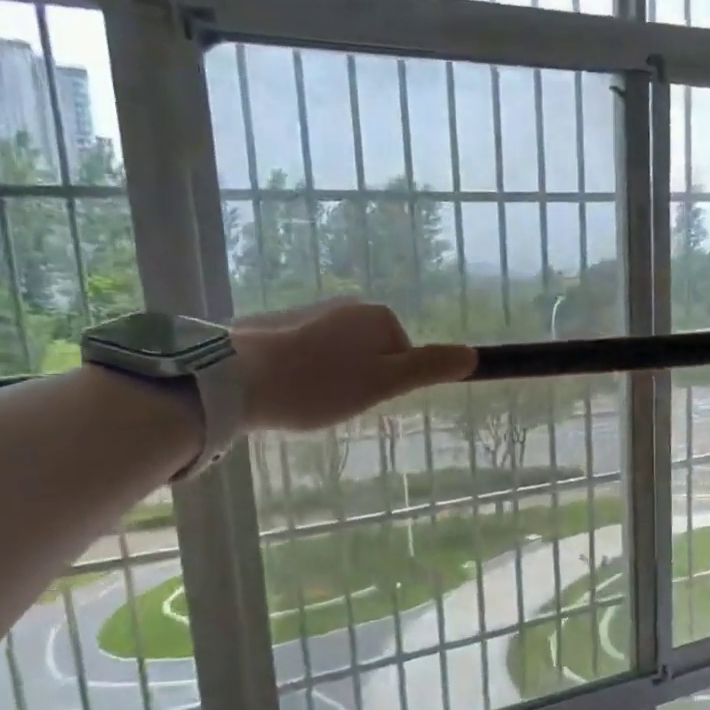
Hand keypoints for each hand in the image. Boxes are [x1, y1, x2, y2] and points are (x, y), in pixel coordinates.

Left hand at [231, 299, 475, 431]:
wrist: (236, 379)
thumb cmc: (318, 385)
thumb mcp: (382, 383)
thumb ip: (427, 369)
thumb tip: (473, 355)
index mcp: (375, 316)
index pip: (402, 355)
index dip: (387, 384)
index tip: (361, 400)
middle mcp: (345, 306)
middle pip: (371, 353)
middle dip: (359, 380)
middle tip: (335, 403)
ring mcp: (309, 312)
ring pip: (339, 355)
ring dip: (330, 378)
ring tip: (308, 401)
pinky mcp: (278, 326)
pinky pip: (308, 354)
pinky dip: (305, 373)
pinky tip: (288, 392)